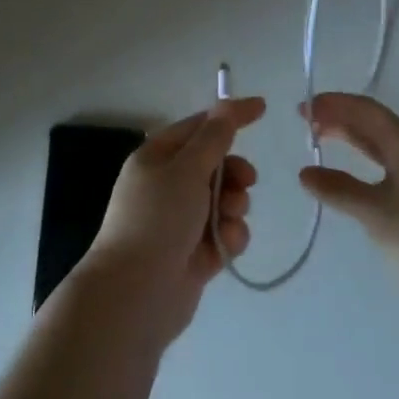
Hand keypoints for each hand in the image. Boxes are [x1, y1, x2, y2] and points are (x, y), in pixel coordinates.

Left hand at [83, 96, 263, 344]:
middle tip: (247, 181)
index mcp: (157, 158)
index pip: (198, 127)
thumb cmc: (157, 219)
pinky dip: (229, 235)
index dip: (229, 117)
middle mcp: (167, 185)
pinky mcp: (194, 253)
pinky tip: (226, 245)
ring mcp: (180, 221)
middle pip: (215, 165)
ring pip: (224, 200)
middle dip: (234, 172)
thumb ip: (214, 138)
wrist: (135, 294)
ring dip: (234, 206)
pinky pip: (223, 233)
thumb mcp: (187, 169)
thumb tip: (227, 105)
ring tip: (229, 219)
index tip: (262, 109)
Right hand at [298, 93, 398, 302]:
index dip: (334, 104)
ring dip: (350, 138)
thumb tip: (305, 173)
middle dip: (339, 118)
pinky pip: (386, 164)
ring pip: (380, 144)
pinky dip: (362, 161)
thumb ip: (338, 189)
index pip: (366, 110)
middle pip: (373, 123)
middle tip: (306, 123)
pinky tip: (350, 175)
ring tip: (321, 140)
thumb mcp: (374, 211)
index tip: (304, 109)